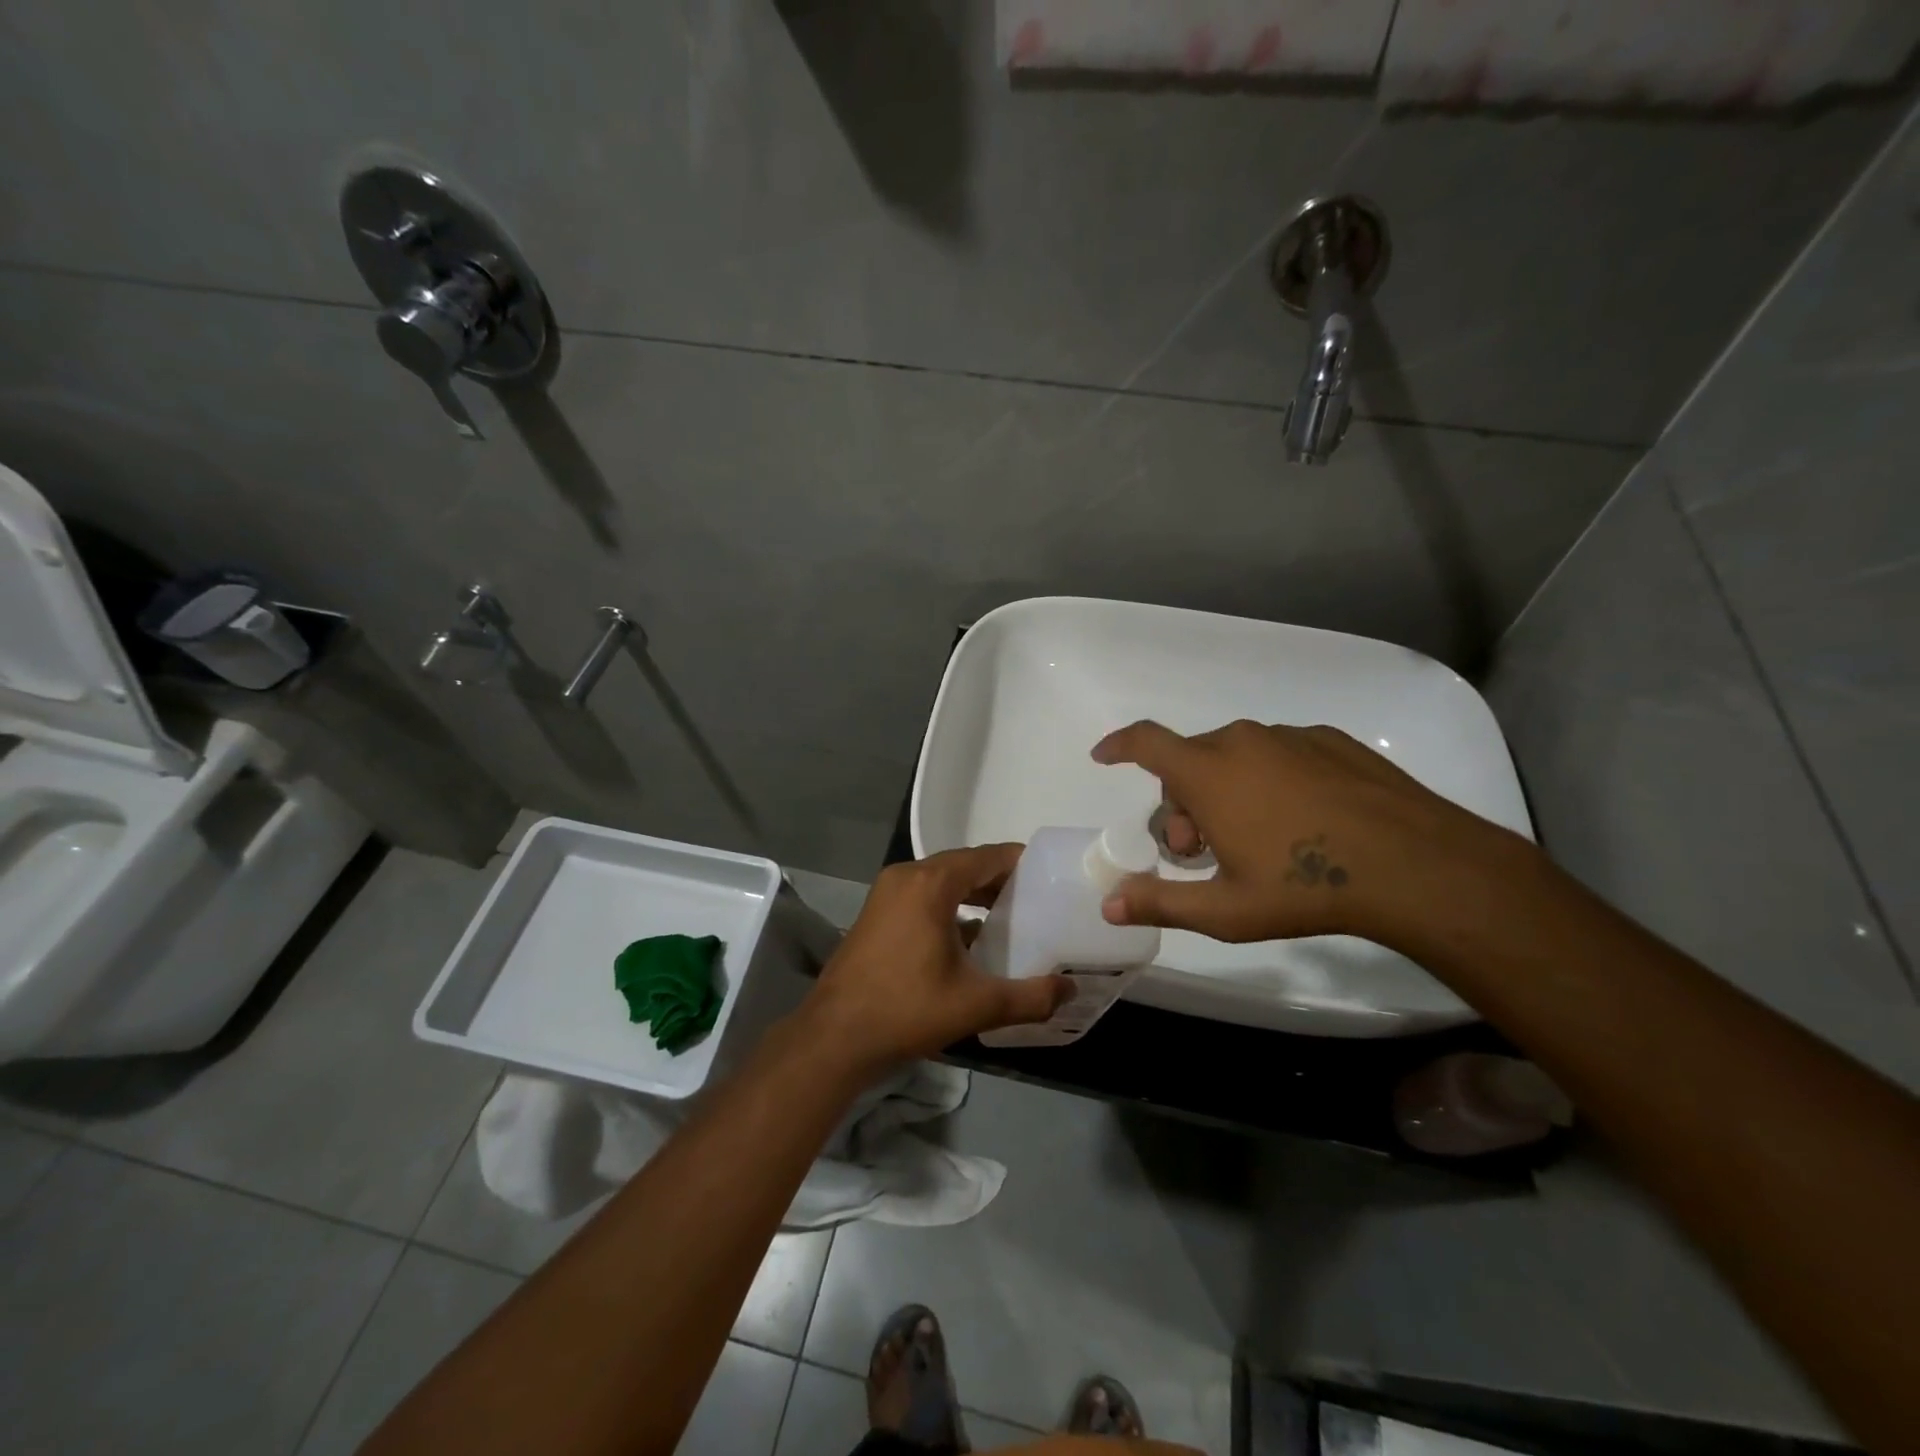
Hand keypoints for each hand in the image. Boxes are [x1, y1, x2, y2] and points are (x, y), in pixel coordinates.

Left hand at [804, 845, 1070, 1069]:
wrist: (834, 1038)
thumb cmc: (907, 1010)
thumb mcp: (976, 1004)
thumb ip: (1030, 997)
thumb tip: (1069, 990)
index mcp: (931, 882)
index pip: (987, 856)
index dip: (1021, 862)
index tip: (1051, 876)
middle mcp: (907, 876)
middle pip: (964, 864)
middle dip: (1000, 880)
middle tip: (1037, 901)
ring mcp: (886, 893)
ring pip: (942, 880)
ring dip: (973, 894)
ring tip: (1010, 919)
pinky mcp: (876, 913)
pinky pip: (922, 896)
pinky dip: (949, 906)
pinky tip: (969, 938)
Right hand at [1093, 719, 1522, 946]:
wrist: (1414, 865)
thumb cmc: (1305, 887)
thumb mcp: (1225, 909)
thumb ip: (1160, 903)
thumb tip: (1108, 905)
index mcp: (1208, 774)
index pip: (1145, 742)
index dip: (1119, 745)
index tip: (1104, 756)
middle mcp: (1241, 742)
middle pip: (1190, 761)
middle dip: (1182, 802)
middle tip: (1201, 850)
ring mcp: (1289, 737)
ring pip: (1235, 756)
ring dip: (1226, 790)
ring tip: (1257, 839)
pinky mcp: (1329, 739)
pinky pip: (1278, 753)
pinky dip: (1270, 779)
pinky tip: (1303, 821)